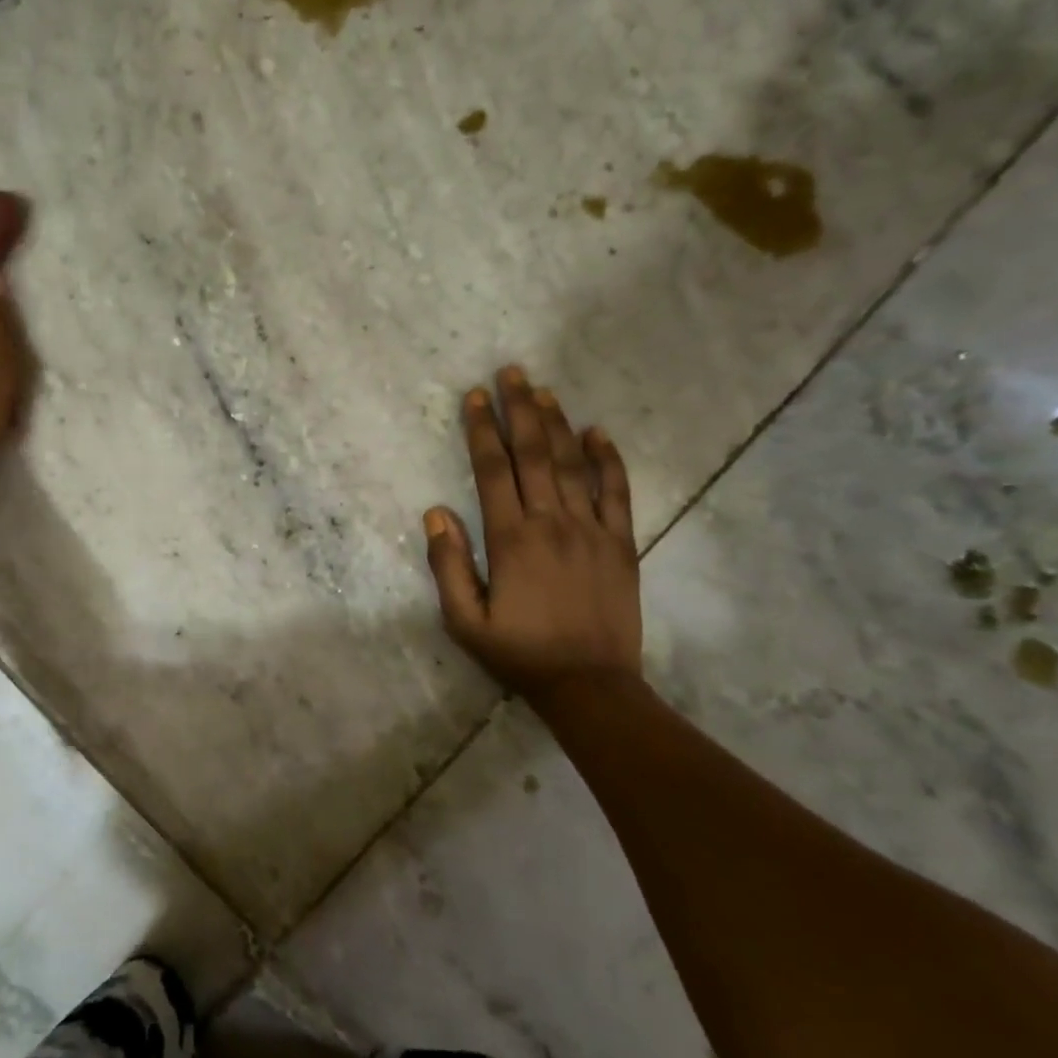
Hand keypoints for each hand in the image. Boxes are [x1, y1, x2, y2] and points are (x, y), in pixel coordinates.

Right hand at [424, 367, 642, 693]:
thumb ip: (447, 565)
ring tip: (543, 390)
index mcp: (511, 539)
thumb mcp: (464, 621)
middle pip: (534, 454)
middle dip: (520, 410)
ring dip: (557, 423)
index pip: (493, 470)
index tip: (475, 398)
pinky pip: (618, 491)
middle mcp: (552, 523)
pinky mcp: (622, 543)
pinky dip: (608, 459)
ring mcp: (592, 530)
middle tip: (511, 372)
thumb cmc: (519, 653)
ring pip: (573, 464)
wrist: (590, 685)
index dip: (482, 430)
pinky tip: (598, 432)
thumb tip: (436, 512)